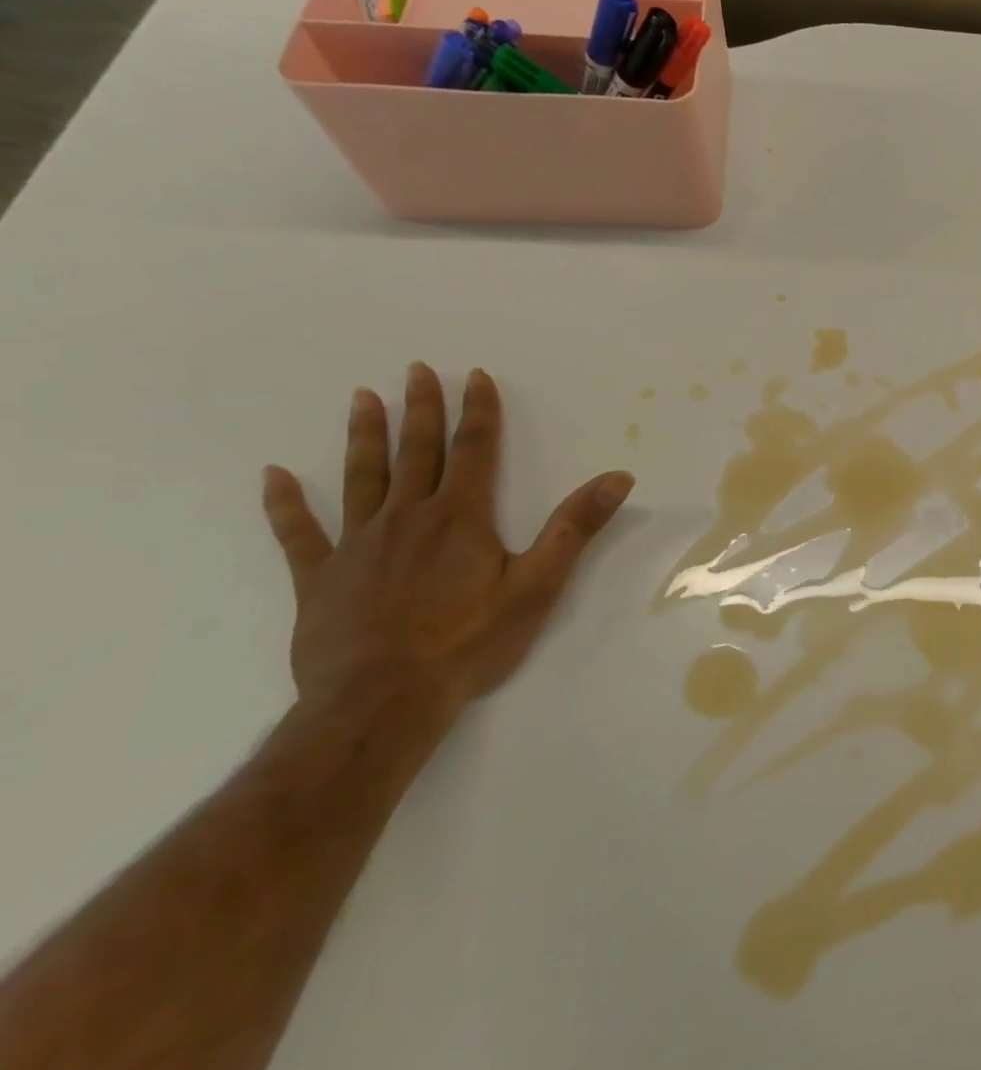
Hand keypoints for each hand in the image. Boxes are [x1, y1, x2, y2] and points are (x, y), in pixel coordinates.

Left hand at [261, 363, 633, 723]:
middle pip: (416, 452)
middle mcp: (407, 517)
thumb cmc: (469, 641)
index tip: (473, 376)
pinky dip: (285, 504)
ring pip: (361, 478)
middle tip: (414, 370)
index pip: (474, 450)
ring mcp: (357, 545)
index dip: (477, 411)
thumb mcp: (539, 584)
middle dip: (420, 409)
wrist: (383, 700)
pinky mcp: (320, 578)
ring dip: (364, 436)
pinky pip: (299, 533)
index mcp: (460, 517)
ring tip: (362, 398)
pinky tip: (274, 477)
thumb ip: (576, 527)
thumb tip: (618, 477)